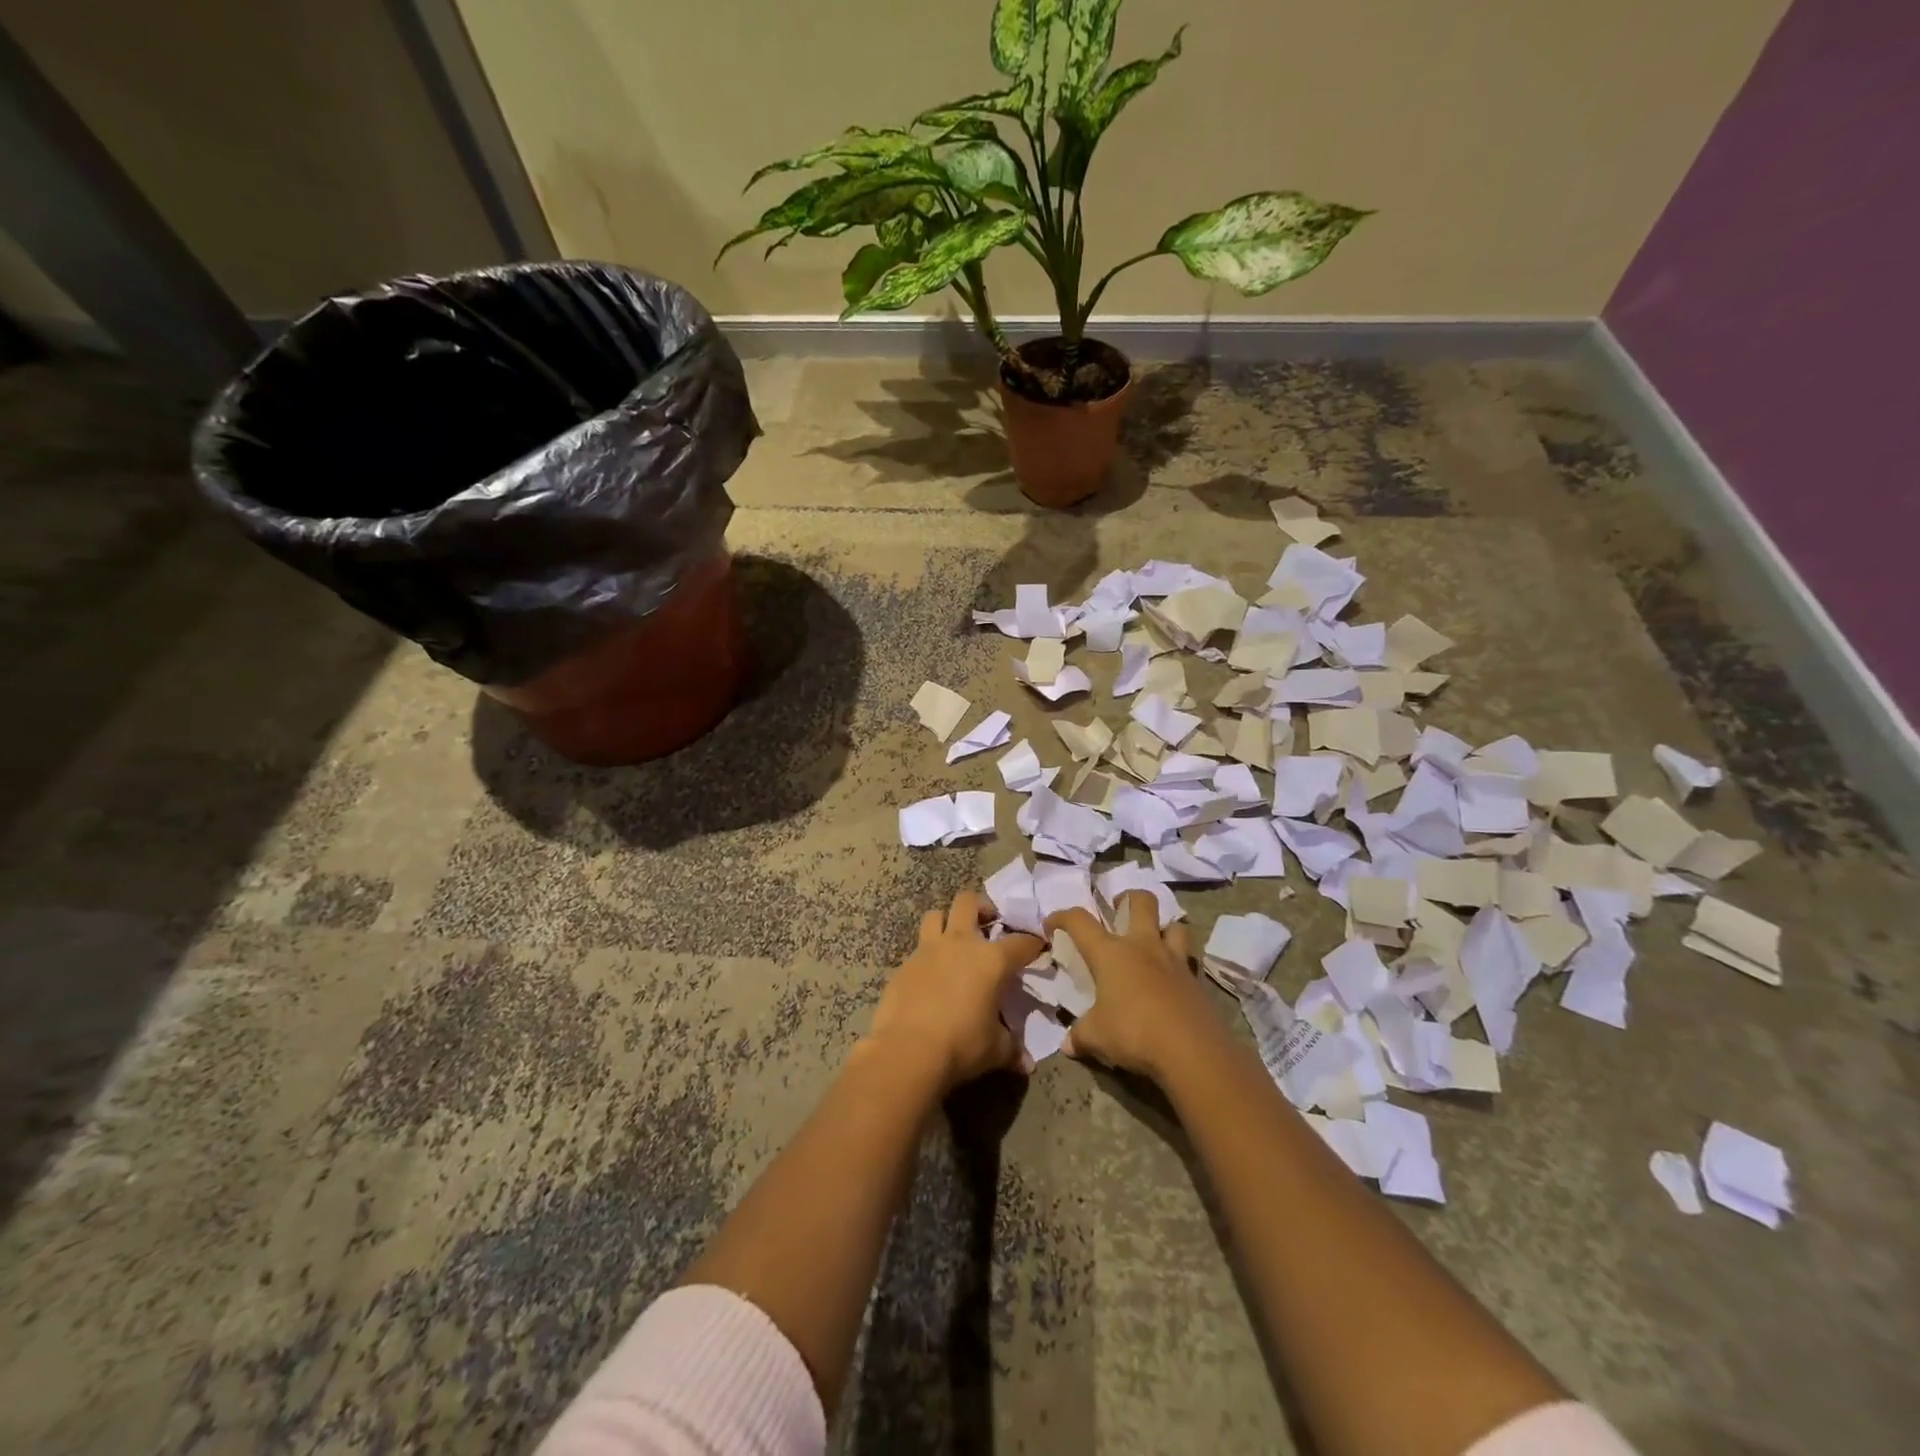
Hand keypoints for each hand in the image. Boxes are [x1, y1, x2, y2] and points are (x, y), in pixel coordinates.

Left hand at [868, 890, 1045, 1092]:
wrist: (907, 1051)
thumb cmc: (961, 1045)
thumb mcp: (996, 1050)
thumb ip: (1012, 1049)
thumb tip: (1026, 1063)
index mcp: (991, 960)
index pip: (1020, 942)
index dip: (1033, 943)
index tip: (1038, 947)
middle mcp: (960, 944)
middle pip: (968, 902)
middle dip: (981, 908)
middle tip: (988, 923)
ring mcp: (928, 951)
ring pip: (935, 916)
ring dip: (946, 922)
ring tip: (953, 940)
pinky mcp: (903, 965)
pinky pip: (917, 950)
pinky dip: (926, 957)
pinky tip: (930, 976)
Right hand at [1046, 891, 1220, 1082]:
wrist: (1192, 1051)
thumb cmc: (1134, 1033)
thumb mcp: (1097, 1037)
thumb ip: (1080, 1036)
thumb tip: (1068, 1044)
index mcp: (1111, 953)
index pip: (1080, 921)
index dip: (1062, 917)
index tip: (1051, 924)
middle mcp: (1143, 946)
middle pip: (1142, 902)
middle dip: (1129, 898)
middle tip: (1119, 908)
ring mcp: (1174, 960)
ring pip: (1174, 926)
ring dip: (1163, 928)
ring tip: (1153, 942)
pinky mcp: (1196, 981)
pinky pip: (1187, 961)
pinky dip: (1178, 964)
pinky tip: (1171, 982)